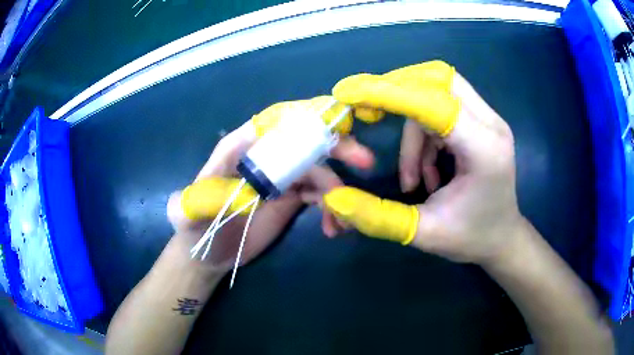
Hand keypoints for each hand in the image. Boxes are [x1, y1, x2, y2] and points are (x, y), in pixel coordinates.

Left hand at [166, 96, 373, 273]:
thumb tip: (227, 188)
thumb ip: (197, 200)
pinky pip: (321, 192)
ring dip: (338, 188)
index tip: (336, 122)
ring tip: (341, 220)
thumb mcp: (187, 215)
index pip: (274, 120)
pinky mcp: (292, 197)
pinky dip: (333, 206)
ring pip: (319, 169)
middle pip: (304, 140)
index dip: (305, 116)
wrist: (210, 254)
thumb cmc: (195, 229)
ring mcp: (281, 177)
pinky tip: (333, 228)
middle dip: (336, 146)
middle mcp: (265, 156)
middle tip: (364, 161)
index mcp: (239, 149)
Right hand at [322, 61, 521, 264]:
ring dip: (413, 126)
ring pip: (438, 92)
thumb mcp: (424, 233)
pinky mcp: (483, 122)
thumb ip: (378, 216)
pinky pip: (443, 108)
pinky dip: (424, 133)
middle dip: (399, 90)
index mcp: (484, 150)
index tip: (349, 92)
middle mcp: (491, 124)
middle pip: (439, 79)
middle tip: (371, 113)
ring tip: (412, 176)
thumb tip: (334, 199)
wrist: (503, 239)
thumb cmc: (472, 238)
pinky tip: (426, 170)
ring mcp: (490, 120)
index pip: (433, 102)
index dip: (389, 92)